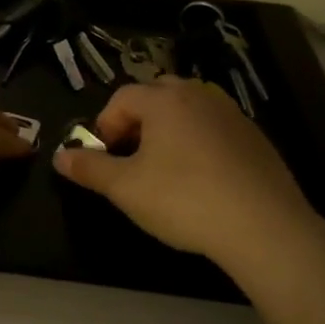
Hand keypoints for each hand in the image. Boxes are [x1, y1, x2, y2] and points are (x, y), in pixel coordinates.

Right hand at [53, 76, 317, 268]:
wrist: (264, 227)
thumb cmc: (183, 200)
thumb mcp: (124, 188)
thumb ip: (89, 168)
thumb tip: (59, 156)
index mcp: (165, 101)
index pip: (122, 98)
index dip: (105, 125)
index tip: (104, 157)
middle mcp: (199, 97)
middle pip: (157, 96)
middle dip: (137, 121)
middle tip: (131, 157)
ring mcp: (232, 116)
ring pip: (188, 111)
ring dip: (169, 131)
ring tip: (164, 169)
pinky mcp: (256, 139)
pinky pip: (214, 129)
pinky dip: (199, 144)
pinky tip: (201, 181)